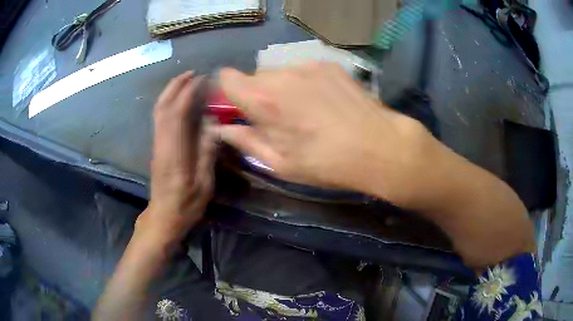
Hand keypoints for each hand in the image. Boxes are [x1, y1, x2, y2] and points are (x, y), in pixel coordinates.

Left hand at [137, 71, 216, 244]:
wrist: (163, 217)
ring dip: (170, 92)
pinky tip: (178, 100)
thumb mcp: (203, 184)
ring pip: (159, 111)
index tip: (202, 79)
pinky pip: (159, 118)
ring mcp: (157, 144)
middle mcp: (162, 143)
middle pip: (163, 107)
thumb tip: (213, 125)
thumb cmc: (185, 205)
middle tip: (192, 72)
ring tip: (186, 81)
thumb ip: (207, 153)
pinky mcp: (157, 147)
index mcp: (174, 152)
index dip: (188, 93)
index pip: (177, 114)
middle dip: (176, 86)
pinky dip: (168, 103)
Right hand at [216, 63, 437, 208]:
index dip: (228, 92)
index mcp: (263, 100)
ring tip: (306, 111)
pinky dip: (305, 83)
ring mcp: (308, 66)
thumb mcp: (281, 164)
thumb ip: (246, 142)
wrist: (380, 146)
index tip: (238, 107)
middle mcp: (282, 75)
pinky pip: (304, 71)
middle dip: (258, 94)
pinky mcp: (329, 65)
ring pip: (280, 73)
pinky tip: (325, 102)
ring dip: (283, 88)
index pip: (227, 78)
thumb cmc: (327, 163)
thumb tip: (223, 130)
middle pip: (254, 76)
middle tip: (278, 118)